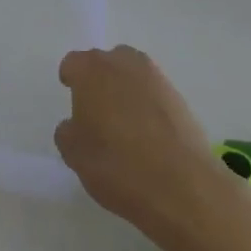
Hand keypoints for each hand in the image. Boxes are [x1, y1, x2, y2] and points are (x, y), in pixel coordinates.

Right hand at [54, 45, 240, 241]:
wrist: (183, 187)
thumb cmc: (116, 164)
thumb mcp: (73, 154)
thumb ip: (68, 131)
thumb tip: (76, 125)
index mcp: (90, 71)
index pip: (73, 64)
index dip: (71, 79)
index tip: (71, 96)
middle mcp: (123, 65)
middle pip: (106, 62)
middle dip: (100, 79)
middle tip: (96, 109)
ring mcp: (156, 80)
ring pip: (134, 75)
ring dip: (126, 90)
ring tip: (124, 121)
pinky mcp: (181, 100)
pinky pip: (155, 95)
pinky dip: (149, 107)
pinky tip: (148, 135)